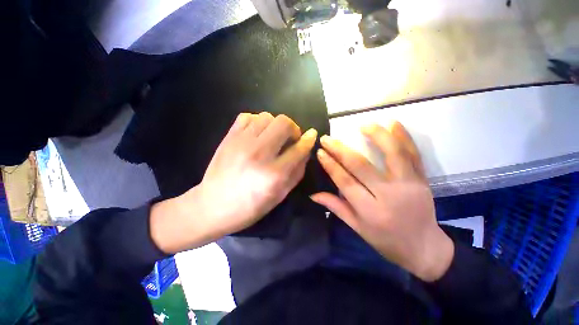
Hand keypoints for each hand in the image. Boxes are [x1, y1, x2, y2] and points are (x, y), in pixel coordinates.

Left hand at [150, 113, 316, 253]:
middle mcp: (259, 153)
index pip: (299, 148)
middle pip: (284, 123)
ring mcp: (241, 143)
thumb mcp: (280, 196)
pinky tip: (257, 134)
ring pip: (267, 116)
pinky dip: (257, 122)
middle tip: (290, 139)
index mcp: (274, 174)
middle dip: (293, 128)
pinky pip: (247, 116)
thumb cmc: (250, 207)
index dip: (309, 140)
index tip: (312, 135)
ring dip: (275, 125)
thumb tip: (305, 151)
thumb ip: (297, 172)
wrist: (212, 206)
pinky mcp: (228, 138)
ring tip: (273, 137)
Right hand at [311, 122, 453, 281]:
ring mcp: (409, 185)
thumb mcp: (357, 228)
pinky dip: (404, 137)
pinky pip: (413, 155)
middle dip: (340, 149)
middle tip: (327, 138)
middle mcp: (389, 195)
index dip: (331, 165)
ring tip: (362, 125)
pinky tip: (393, 123)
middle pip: (361, 166)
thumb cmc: (386, 241)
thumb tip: (313, 194)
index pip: (345, 182)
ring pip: (392, 154)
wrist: (425, 248)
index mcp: (370, 210)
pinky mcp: (422, 180)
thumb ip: (336, 207)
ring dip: (376, 136)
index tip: (321, 152)